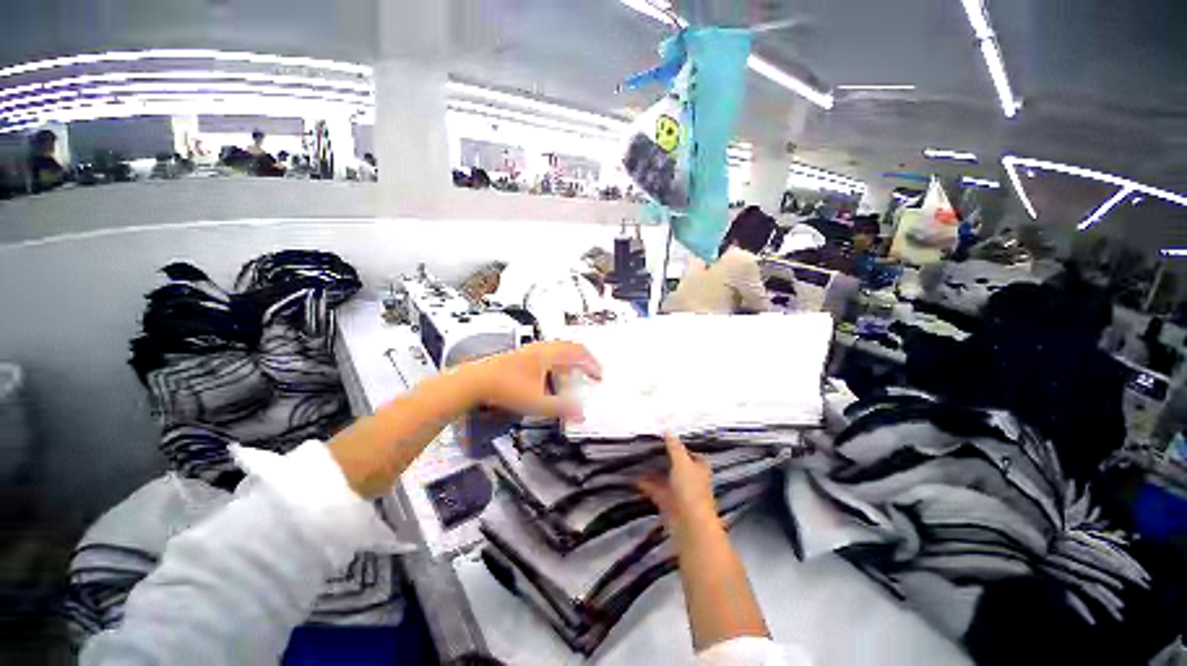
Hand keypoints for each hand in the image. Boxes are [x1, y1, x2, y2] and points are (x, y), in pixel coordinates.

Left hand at [462, 341, 601, 420]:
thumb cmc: (503, 387)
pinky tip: (551, 378)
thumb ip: (561, 408)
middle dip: (584, 360)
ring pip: (558, 351)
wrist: (475, 382)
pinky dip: (557, 364)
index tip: (599, 375)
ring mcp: (531, 351)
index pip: (579, 354)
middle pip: (570, 348)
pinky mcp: (522, 357)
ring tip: (574, 376)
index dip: (592, 364)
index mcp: (549, 355)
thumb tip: (580, 413)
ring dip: (570, 362)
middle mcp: (541, 349)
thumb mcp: (537, 402)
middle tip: (591, 371)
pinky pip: (547, 355)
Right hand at [637, 433, 718, 537]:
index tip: (665, 437)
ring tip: (638, 459)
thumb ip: (674, 446)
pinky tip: (634, 477)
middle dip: (663, 457)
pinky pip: (656, 490)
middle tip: (647, 445)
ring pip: (665, 477)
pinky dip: (646, 484)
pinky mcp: (668, 504)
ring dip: (653, 470)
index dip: (680, 446)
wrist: (689, 526)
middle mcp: (691, 479)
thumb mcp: (681, 462)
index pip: (691, 453)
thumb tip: (668, 427)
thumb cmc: (690, 490)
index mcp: (699, 467)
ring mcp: (680, 493)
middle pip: (677, 464)